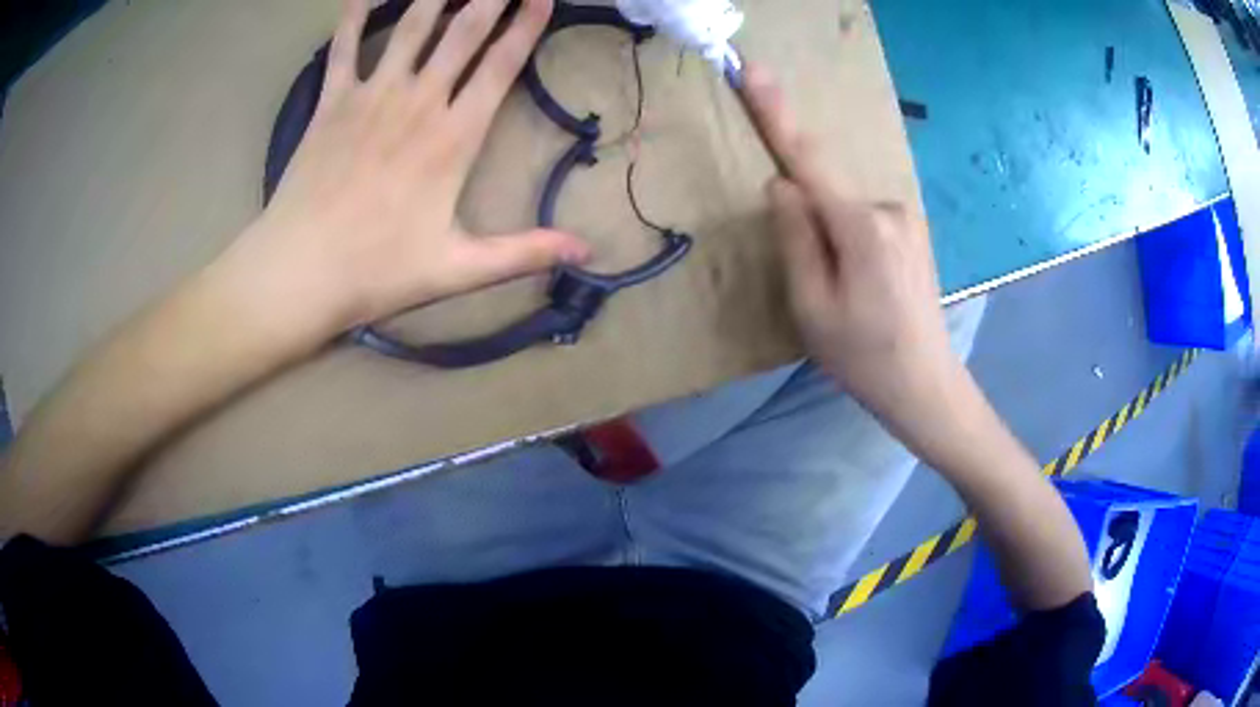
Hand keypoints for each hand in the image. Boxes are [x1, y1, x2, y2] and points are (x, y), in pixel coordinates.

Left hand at [220, 0, 589, 347]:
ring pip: (412, 26)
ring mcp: (371, 96)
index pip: (501, 65)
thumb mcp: (459, 270)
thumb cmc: (377, 272)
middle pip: (464, 31)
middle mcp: (417, 102)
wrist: (298, 271)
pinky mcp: (331, 103)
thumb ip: (524, 253)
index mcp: (454, 137)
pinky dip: (355, 16)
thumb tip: (586, 253)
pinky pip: (344, 47)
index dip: (526, 25)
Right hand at [740, 65, 963, 422]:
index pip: (808, 159)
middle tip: (821, 288)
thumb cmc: (863, 357)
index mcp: (862, 226)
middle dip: (808, 226)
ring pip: (844, 210)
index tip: (753, 72)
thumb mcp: (812, 307)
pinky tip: (865, 287)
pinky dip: (849, 242)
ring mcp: (907, 218)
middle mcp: (890, 208)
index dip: (776, 114)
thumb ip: (795, 237)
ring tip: (848, 298)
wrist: (926, 386)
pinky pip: (863, 220)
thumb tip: (782, 184)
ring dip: (831, 241)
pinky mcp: (912, 230)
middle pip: (825, 193)